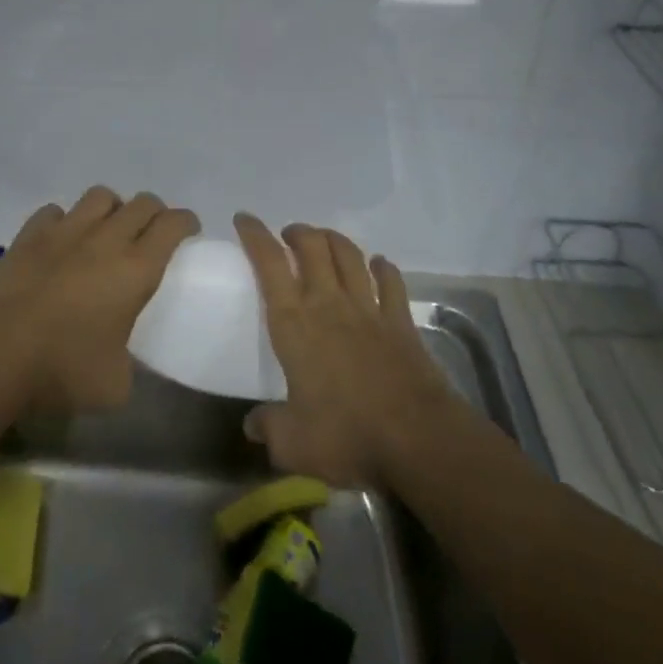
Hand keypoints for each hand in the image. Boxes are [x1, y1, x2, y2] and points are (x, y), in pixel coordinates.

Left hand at [0, 187, 198, 426]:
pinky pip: (55, 211)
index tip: (189, 232)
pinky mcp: (28, 235)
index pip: (172, 225)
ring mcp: (64, 232)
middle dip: (155, 213)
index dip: (186, 222)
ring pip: (100, 196)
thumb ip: (129, 362)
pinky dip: (65, 221)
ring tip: (108, 231)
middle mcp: (104, 239)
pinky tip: (61, 241)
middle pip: (141, 203)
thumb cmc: (61, 371)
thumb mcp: (114, 385)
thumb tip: (123, 357)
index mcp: (136, 269)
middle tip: (153, 234)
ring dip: (112, 209)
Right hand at [234, 213, 461, 487]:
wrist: (418, 439)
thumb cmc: (347, 435)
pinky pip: (391, 282)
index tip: (244, 219)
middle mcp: (329, 304)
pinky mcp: (400, 322)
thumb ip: (269, 428)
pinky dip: (383, 267)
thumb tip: (252, 426)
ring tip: (323, 239)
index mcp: (294, 323)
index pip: (269, 264)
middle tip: (288, 236)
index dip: (255, 235)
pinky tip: (379, 264)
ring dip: (333, 240)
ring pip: (349, 255)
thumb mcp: (293, 444)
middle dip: (297, 232)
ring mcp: (368, 309)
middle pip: (312, 247)